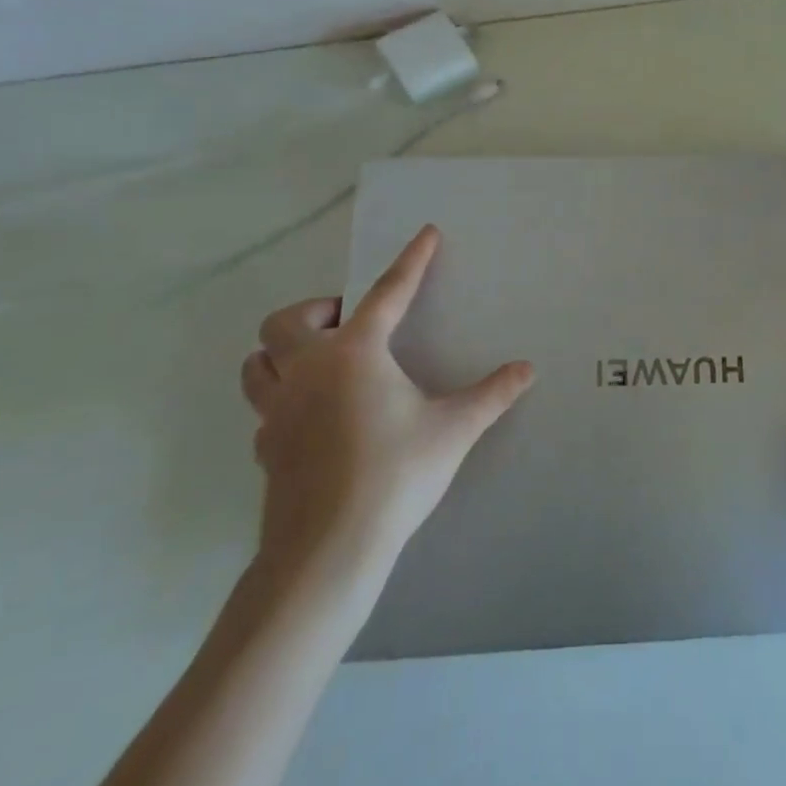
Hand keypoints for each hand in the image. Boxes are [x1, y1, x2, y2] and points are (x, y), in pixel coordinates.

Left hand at [239, 225, 533, 588]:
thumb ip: (491, 394)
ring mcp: (277, 412)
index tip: (426, 234)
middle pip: (286, 321)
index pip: (388, 293)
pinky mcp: (265, 449)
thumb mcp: (454, 429)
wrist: (328, 552)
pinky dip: (283, 398)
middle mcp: (308, 371)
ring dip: (282, 352)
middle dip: (316, 311)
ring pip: (257, 363)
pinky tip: (312, 417)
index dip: (412, 261)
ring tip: (319, 362)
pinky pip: (264, 407)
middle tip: (349, 323)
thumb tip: (528, 369)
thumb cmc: (394, 475)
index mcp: (354, 354)